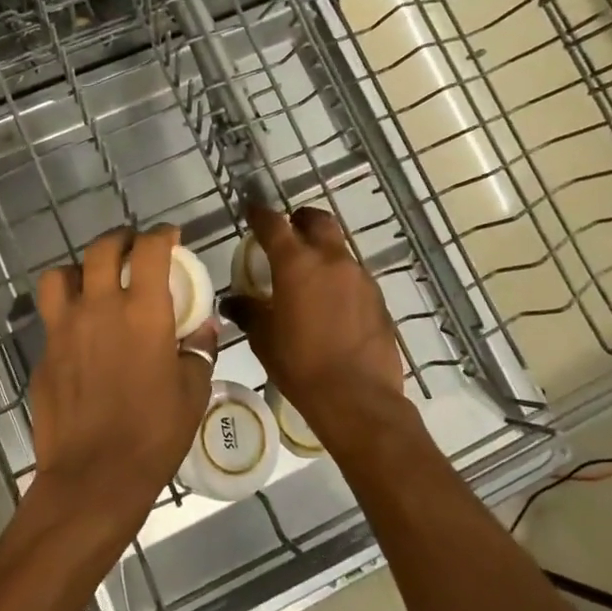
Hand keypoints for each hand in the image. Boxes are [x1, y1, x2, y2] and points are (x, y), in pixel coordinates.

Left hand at [26, 227, 215, 551]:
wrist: (93, 477)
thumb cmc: (153, 435)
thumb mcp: (192, 392)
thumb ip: (198, 351)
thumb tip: (203, 328)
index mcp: (142, 312)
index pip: (149, 250)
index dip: (162, 235)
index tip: (170, 237)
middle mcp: (99, 307)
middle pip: (101, 249)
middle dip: (120, 239)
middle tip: (133, 248)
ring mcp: (64, 328)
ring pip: (61, 274)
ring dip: (80, 269)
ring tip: (93, 281)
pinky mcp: (44, 352)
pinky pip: (51, 316)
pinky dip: (66, 310)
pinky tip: (79, 332)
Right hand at [222, 206, 406, 447]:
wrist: (358, 399)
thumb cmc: (301, 365)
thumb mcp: (264, 339)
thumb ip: (248, 311)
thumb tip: (233, 301)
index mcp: (296, 263)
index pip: (274, 224)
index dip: (260, 214)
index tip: (251, 211)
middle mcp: (331, 260)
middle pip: (317, 220)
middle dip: (300, 220)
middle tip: (287, 232)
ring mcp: (360, 277)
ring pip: (338, 248)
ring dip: (322, 250)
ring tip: (308, 274)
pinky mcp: (378, 298)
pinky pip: (353, 276)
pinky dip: (339, 278)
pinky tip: (331, 303)